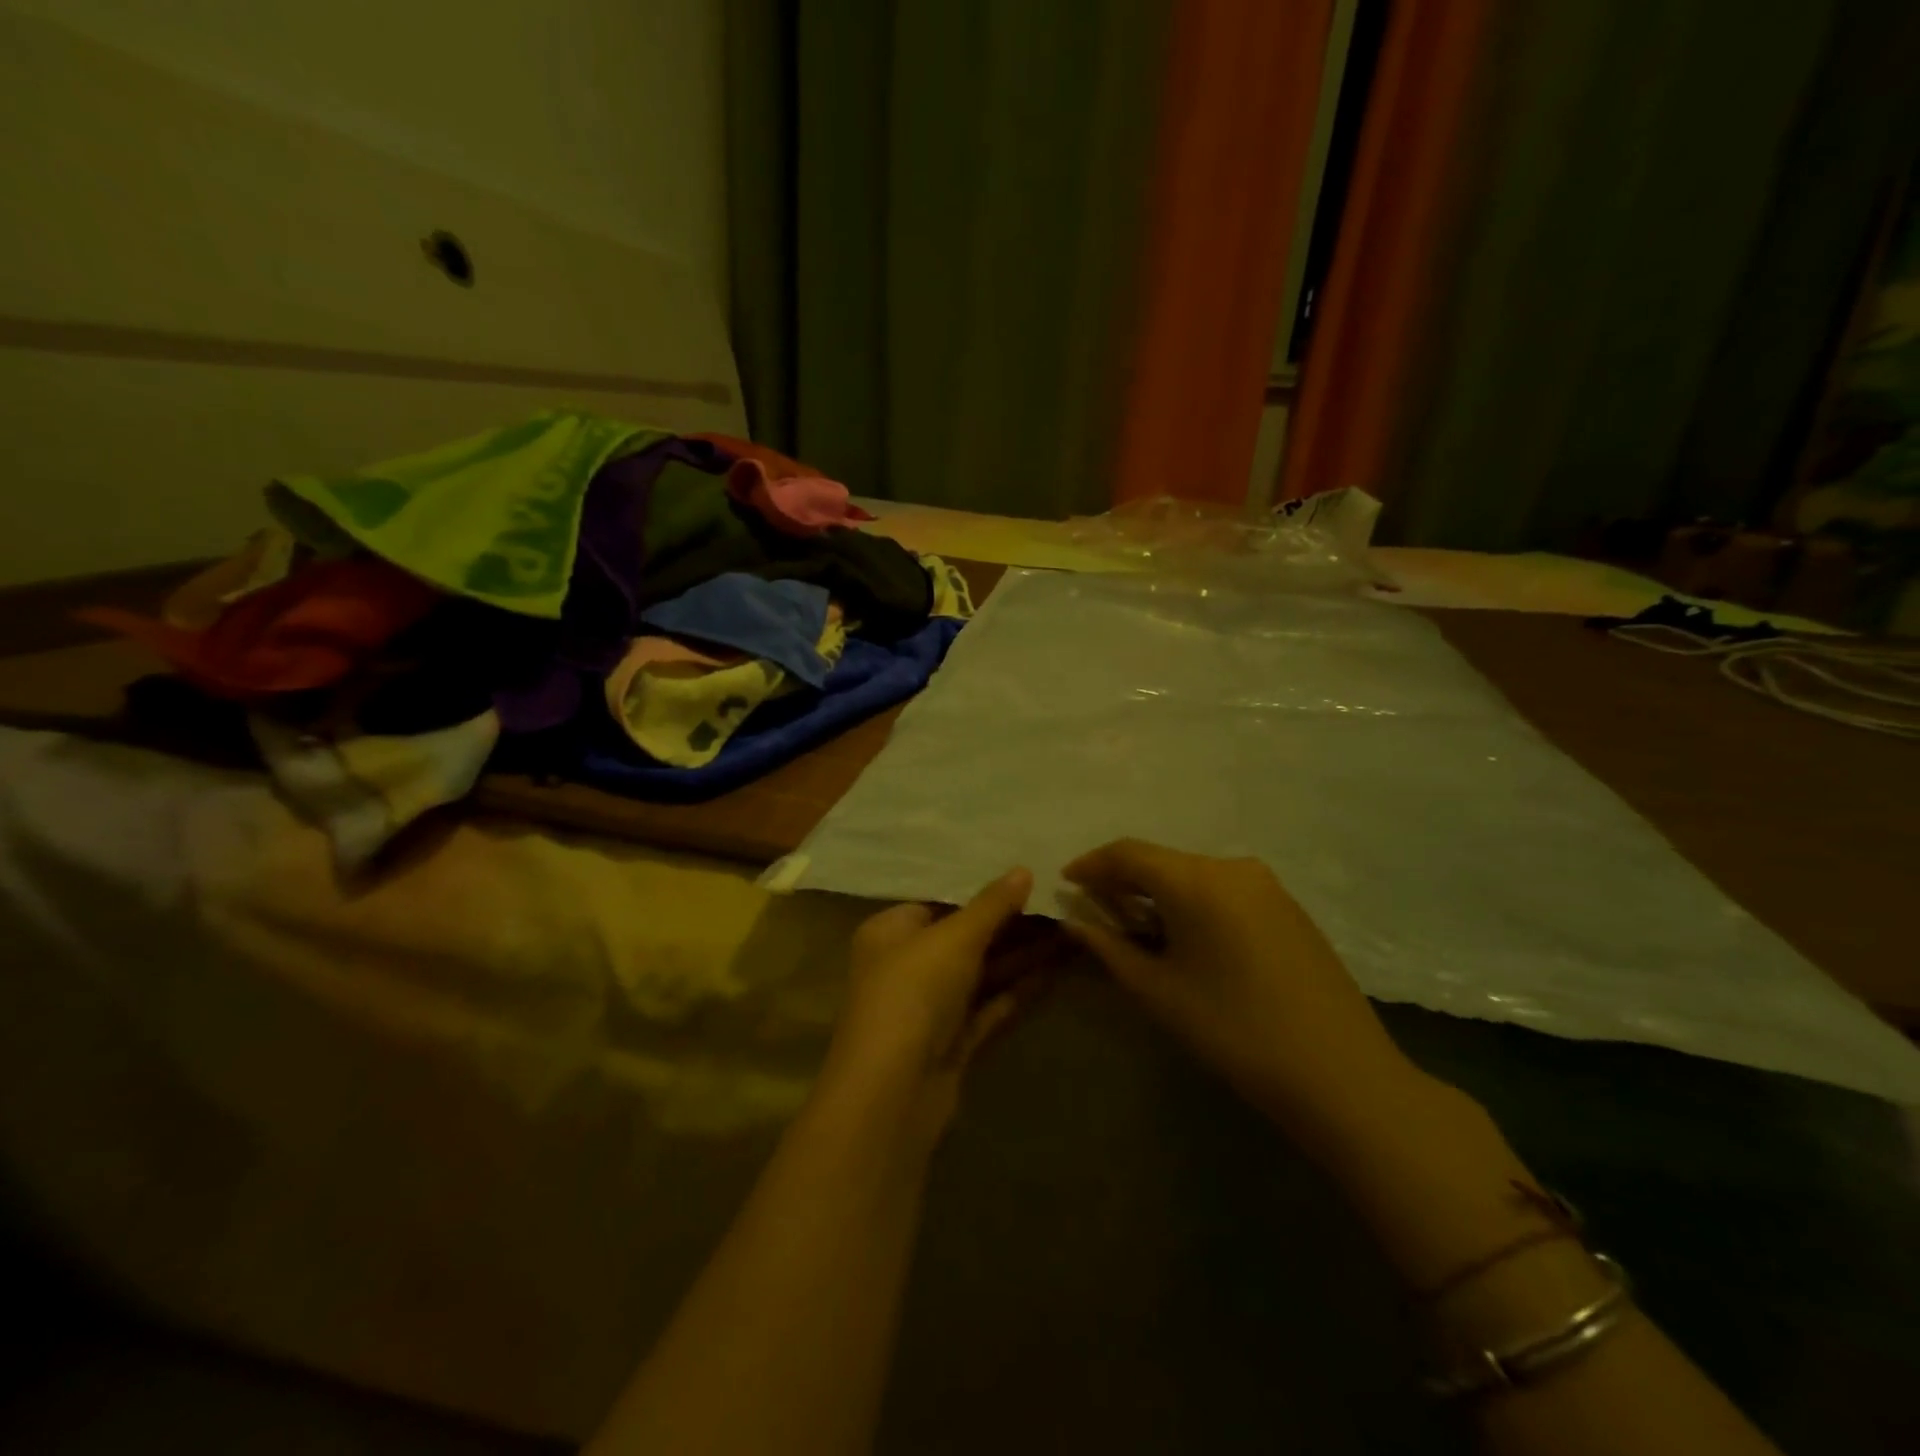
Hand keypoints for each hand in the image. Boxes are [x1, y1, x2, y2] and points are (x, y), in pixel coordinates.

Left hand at [819, 868, 1037, 1140]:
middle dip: (1012, 924)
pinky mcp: (952, 1043)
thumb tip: (1024, 870)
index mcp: (890, 931)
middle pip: (965, 938)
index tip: (1027, 879)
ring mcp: (930, 1007)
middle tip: (1060, 904)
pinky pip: (990, 1006)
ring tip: (1071, 930)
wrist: (893, 1092)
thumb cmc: (913, 991)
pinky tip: (1056, 970)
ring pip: (982, 973)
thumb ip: (991, 905)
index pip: (939, 902)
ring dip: (1022, 955)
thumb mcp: (954, 937)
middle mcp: (906, 965)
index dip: (982, 892)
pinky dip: (1019, 989)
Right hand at [1062, 839, 1426, 1152]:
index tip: (1066, 881)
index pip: (1128, 853)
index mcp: (1196, 880)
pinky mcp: (1288, 906)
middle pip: (1162, 860)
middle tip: (1096, 909)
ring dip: (1159, 892)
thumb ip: (1109, 948)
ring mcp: (1266, 885)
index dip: (1091, 864)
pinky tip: (1187, 936)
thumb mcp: (1159, 991)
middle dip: (1123, 880)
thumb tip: (1073, 921)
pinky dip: (1193, 902)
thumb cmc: (1234, 1031)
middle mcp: (1231, 867)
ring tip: (1137, 926)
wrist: (1340, 1073)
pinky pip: (1224, 889)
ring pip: (1193, 874)